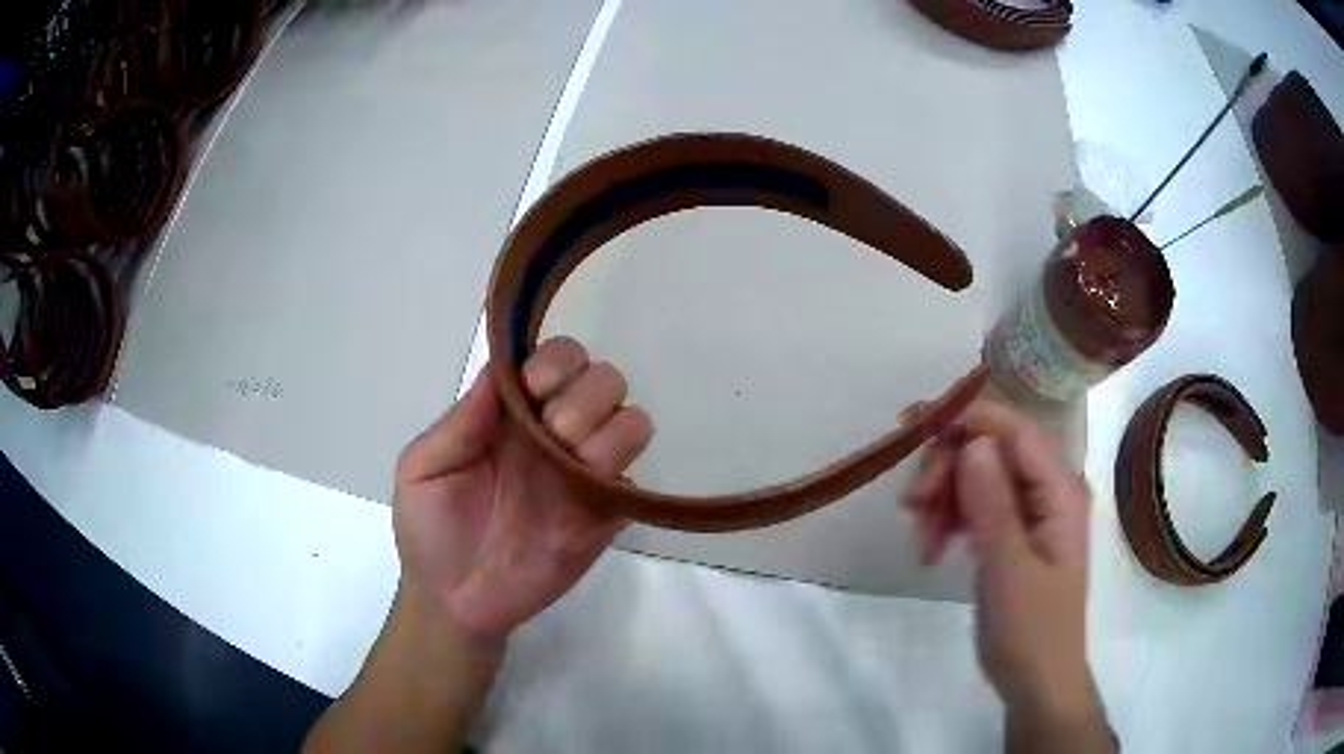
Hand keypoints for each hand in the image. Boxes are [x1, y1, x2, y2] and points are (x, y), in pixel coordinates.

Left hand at [393, 336, 651, 644]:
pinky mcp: (606, 517)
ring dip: (611, 435)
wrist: (455, 602)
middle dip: (586, 398)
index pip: (558, 359)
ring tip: (575, 468)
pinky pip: (638, 482)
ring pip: (633, 422)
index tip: (534, 391)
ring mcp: (584, 475)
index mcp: (511, 415)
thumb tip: (500, 367)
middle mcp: (554, 434)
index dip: (557, 363)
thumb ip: (460, 421)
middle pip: (605, 380)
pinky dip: (623, 481)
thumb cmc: (429, 530)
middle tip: (554, 435)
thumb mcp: (422, 469)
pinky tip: (592, 500)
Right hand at [906, 401, 1110, 749]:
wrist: (1035, 682)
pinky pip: (972, 507)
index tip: (914, 428)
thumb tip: (972, 440)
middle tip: (910, 506)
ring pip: (974, 478)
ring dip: (941, 500)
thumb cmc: (1032, 630)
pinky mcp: (1008, 534)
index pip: (1014, 431)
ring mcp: (1026, 511)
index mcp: (1060, 489)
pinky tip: (930, 550)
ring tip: (921, 543)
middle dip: (946, 470)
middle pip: (989, 450)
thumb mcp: (1010, 570)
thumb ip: (993, 505)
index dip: (966, 421)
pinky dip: (946, 521)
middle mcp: (1046, 489)